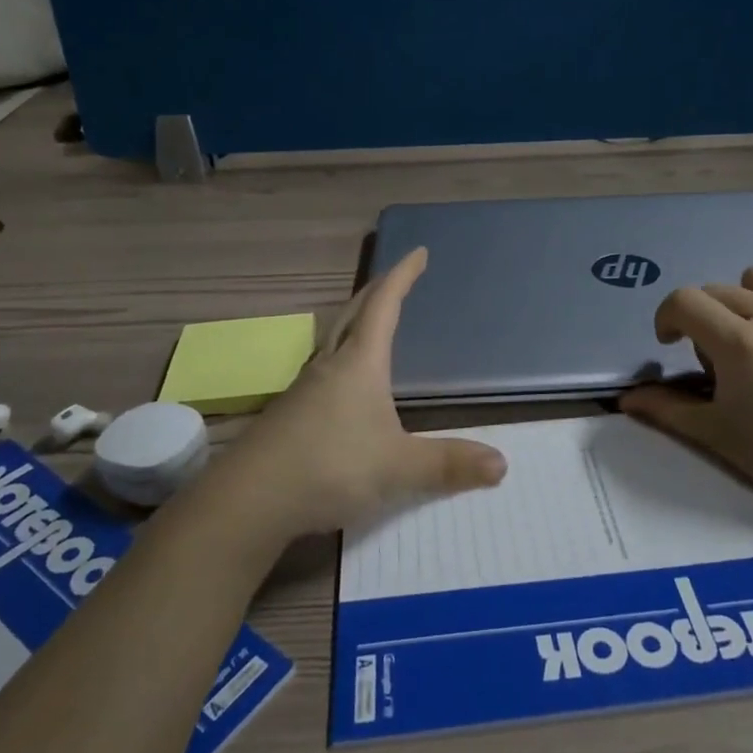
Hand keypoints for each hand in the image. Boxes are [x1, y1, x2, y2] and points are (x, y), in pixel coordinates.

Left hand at [216, 248, 505, 541]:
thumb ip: (448, 465)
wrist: (250, 499)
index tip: (418, 252)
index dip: (402, 277)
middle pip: (354, 314)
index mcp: (360, 363)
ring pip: (333, 341)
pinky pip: (322, 370)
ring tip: (371, 324)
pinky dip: (341, 358)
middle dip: (377, 291)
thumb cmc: (331, 467)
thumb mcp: (398, 468)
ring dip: (355, 323)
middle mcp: (330, 366)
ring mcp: (304, 389)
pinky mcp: (289, 414)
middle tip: (396, 279)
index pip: (384, 306)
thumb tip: (502, 464)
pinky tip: (343, 385)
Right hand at [620, 264, 752, 531]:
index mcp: (739, 344)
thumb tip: (626, 399)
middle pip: (719, 289)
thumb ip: (669, 410)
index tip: (673, 343)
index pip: (683, 301)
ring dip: (751, 300)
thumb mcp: (720, 438)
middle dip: (708, 318)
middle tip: (725, 357)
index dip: (668, 318)